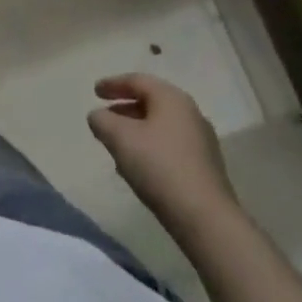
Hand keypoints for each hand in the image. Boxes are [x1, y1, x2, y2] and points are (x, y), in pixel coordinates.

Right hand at [88, 73, 235, 232]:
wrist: (206, 220)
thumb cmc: (160, 167)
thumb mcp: (119, 138)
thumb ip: (101, 120)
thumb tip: (99, 117)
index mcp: (172, 98)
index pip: (137, 81)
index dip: (113, 84)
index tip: (94, 92)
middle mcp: (191, 114)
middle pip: (151, 103)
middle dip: (124, 110)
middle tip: (105, 119)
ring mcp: (202, 143)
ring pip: (160, 127)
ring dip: (137, 132)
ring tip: (117, 147)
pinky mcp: (206, 169)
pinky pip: (171, 148)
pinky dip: (151, 149)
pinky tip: (139, 169)